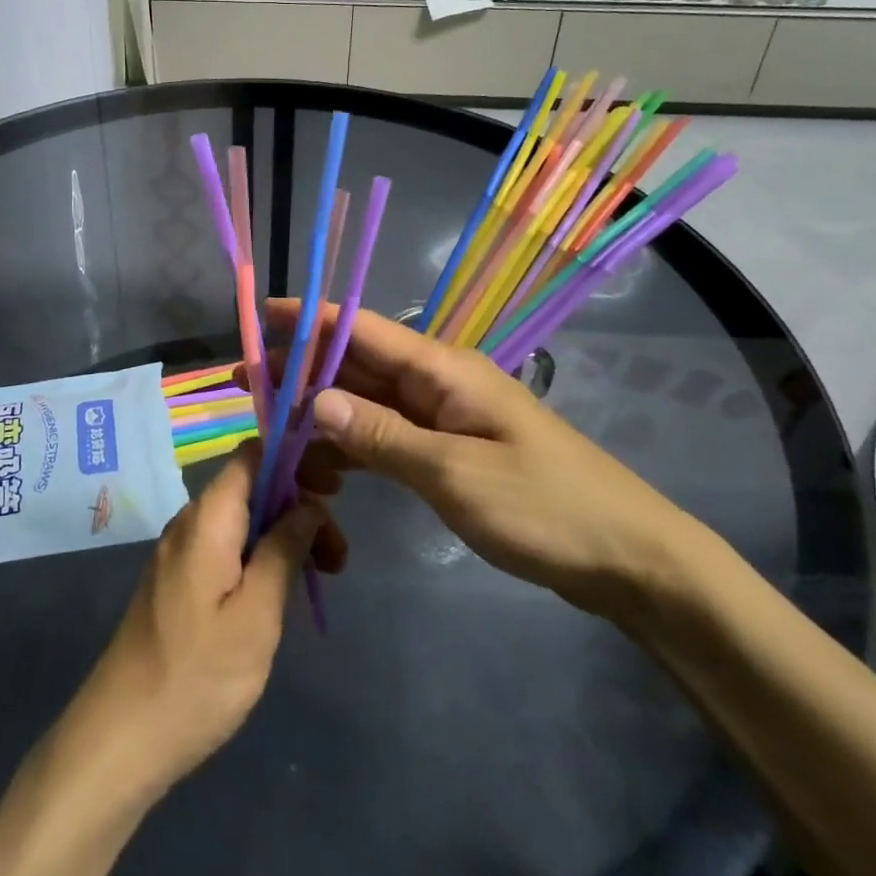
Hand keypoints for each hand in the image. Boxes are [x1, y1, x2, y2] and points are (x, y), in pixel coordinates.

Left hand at [60, 442, 340, 801]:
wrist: (121, 738)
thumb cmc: (196, 676)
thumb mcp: (256, 615)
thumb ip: (283, 550)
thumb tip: (308, 505)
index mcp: (209, 517)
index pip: (253, 454)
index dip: (296, 458)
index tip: (334, 490)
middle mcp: (191, 521)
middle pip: (253, 487)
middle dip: (300, 507)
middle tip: (338, 555)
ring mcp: (181, 551)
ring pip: (243, 519)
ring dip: (285, 535)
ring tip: (322, 575)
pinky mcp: (178, 580)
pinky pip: (227, 546)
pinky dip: (261, 556)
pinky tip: (282, 591)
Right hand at [267, 300, 696, 622]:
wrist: (628, 558)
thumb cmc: (545, 506)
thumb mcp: (455, 474)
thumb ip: (381, 436)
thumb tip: (314, 401)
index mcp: (442, 369)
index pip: (361, 328)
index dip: (308, 318)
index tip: (258, 316)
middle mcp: (437, 382)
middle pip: (358, 362)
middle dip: (302, 368)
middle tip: (247, 383)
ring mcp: (444, 417)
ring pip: (368, 400)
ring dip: (322, 410)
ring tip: (271, 426)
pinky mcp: (449, 452)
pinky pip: (388, 436)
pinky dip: (353, 445)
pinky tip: (321, 466)